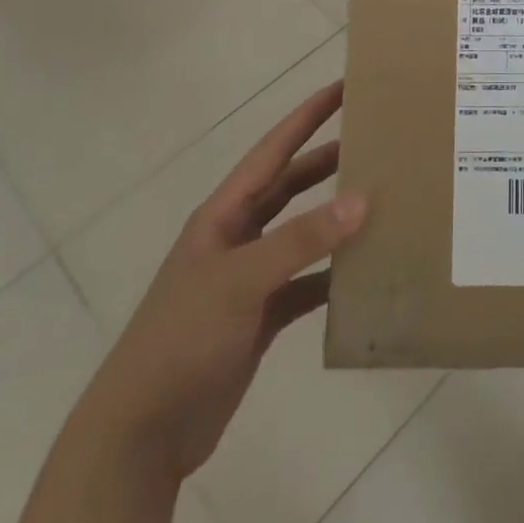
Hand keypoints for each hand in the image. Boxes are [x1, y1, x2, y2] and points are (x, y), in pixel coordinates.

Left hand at [77, 80, 366, 481]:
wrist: (141, 435)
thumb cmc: (181, 340)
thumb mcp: (240, 281)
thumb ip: (300, 240)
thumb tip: (361, 199)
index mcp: (224, 215)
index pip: (273, 151)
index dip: (306, 117)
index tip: (343, 87)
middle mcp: (238, 238)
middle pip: (290, 186)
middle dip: (328, 160)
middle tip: (374, 140)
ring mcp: (249, 279)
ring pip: (302, 234)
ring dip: (336, 218)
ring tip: (381, 200)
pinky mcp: (261, 318)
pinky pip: (306, 284)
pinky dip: (333, 276)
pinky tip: (365, 274)